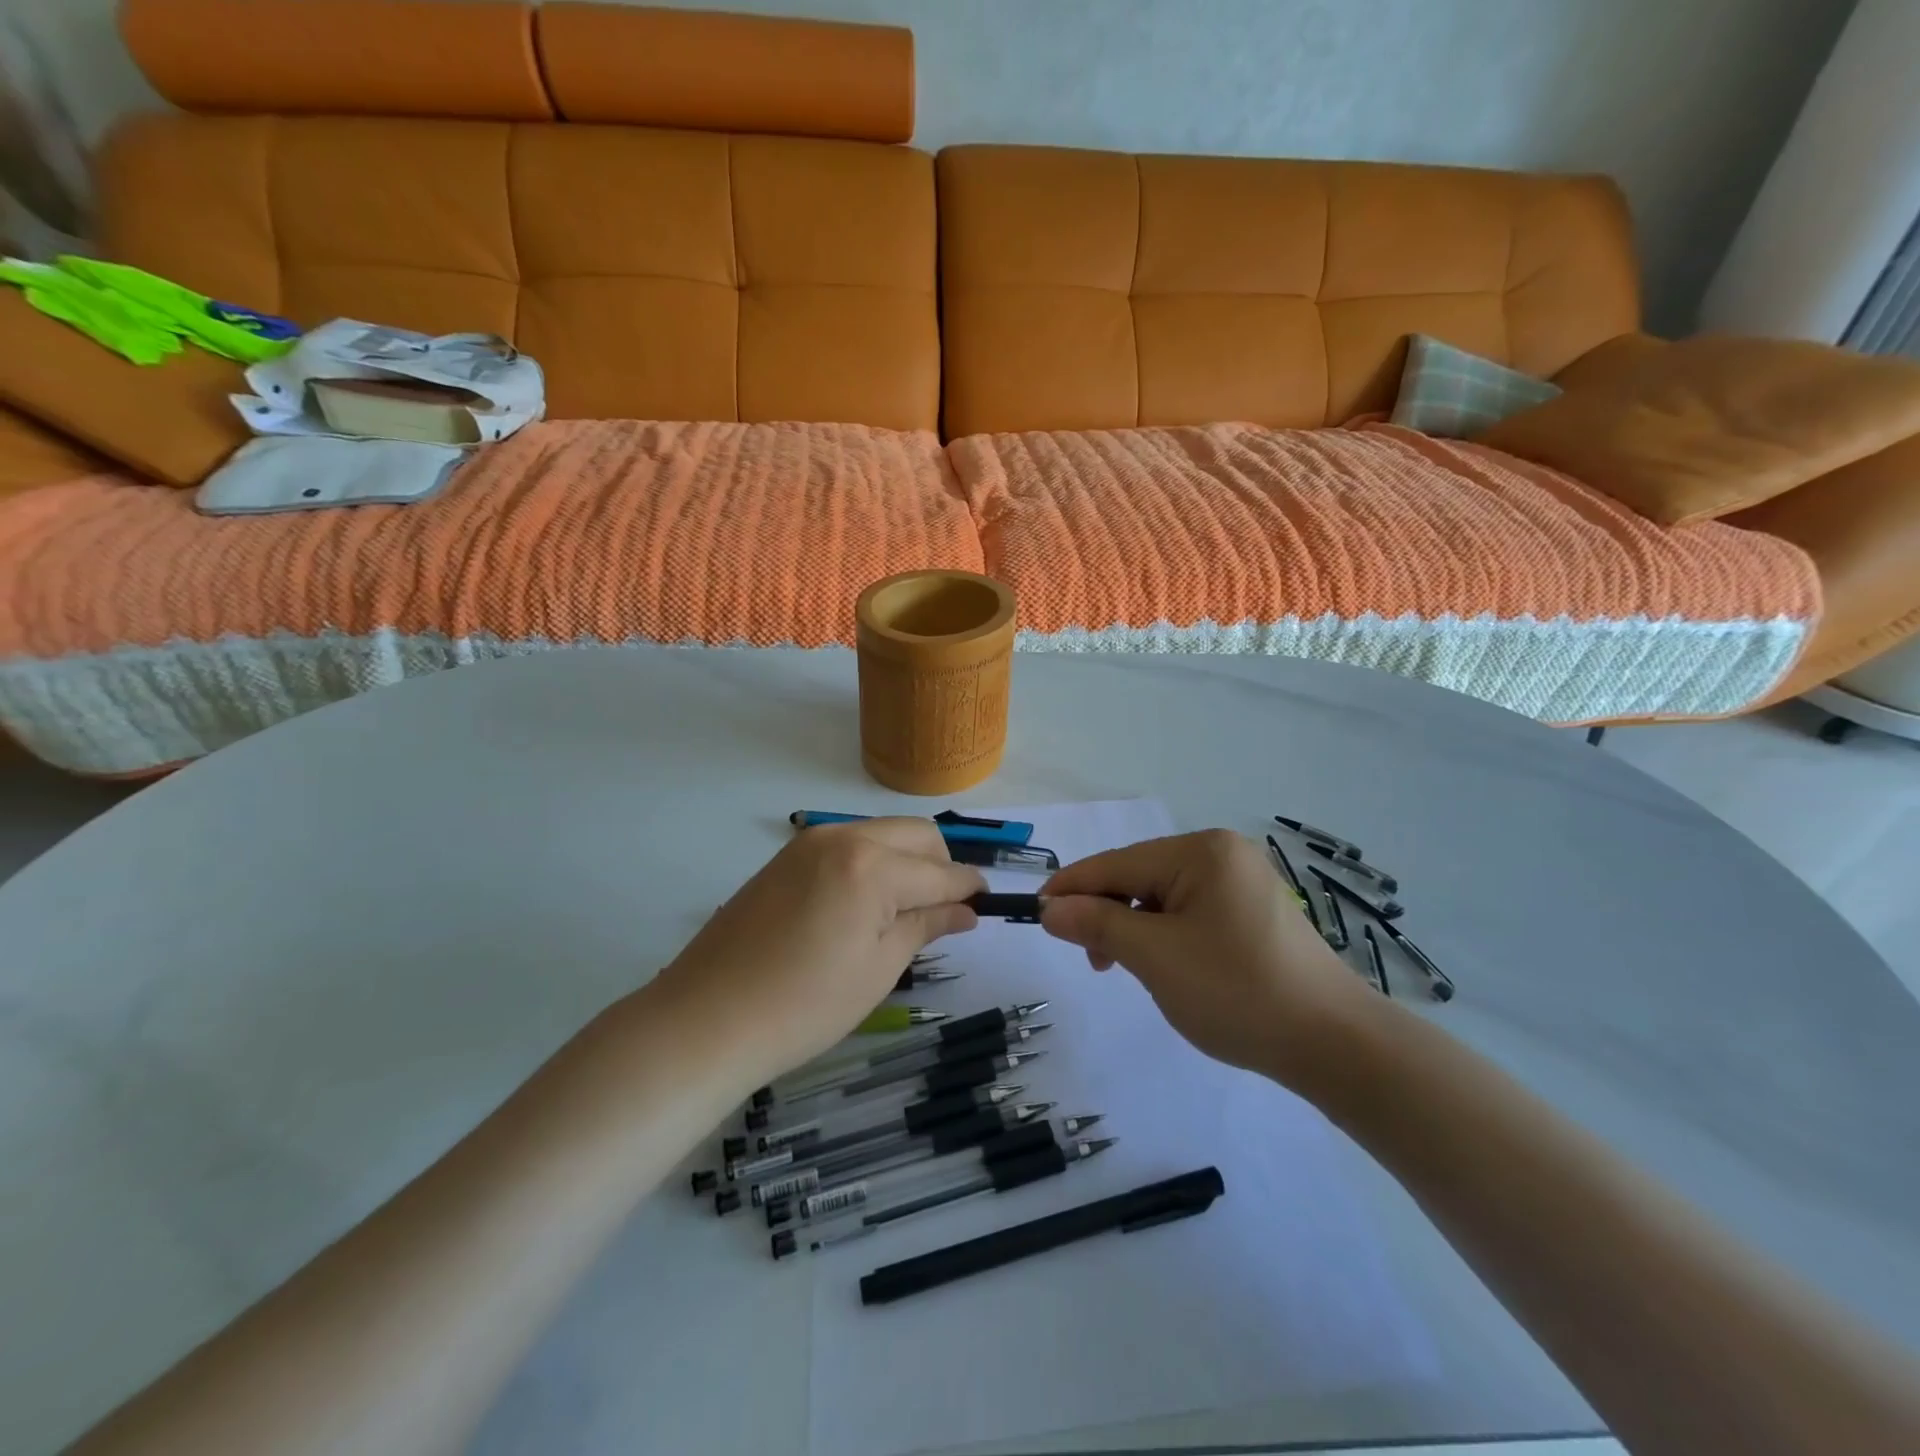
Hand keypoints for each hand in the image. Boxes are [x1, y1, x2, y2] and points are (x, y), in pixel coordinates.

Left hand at [652, 819, 986, 1081]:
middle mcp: (843, 837)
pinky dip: (871, 862)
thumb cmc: (805, 1006)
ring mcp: (809, 842)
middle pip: (916, 834)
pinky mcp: (786, 856)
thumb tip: (967, 909)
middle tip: (942, 911)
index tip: (986, 905)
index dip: (970, 888)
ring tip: (901, 911)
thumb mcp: (879, 969)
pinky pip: (848, 843)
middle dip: (941, 865)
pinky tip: (862, 905)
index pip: (941, 871)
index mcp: (872, 866)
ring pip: (882, 833)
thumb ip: (927, 925)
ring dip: (906, 860)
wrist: (706, 1018)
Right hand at [1040, 830, 1367, 1089]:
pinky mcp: (1253, 913)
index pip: (1117, 863)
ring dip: (1134, 929)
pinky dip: (1164, 936)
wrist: (1335, 1045)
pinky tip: (1164, 966)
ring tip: (1127, 970)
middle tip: (1092, 961)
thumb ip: (1098, 924)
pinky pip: (1190, 913)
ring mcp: (1242, 882)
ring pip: (1162, 898)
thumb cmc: (1238, 992)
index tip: (1035, 913)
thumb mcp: (1155, 957)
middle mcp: (1222, 854)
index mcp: (1201, 851)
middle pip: (1139, 877)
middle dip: (1107, 914)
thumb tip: (1050, 908)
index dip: (1071, 888)